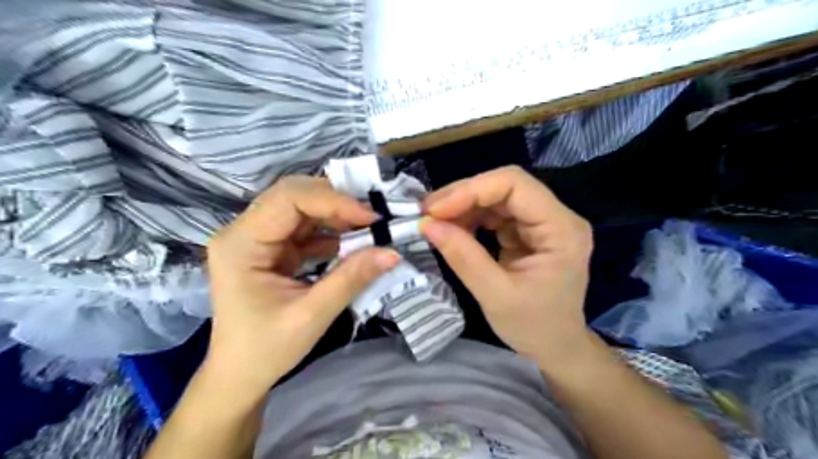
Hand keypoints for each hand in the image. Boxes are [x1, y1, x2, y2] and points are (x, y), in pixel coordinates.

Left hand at [206, 177, 401, 395]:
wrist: (240, 375)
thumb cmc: (266, 350)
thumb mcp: (312, 315)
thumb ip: (351, 279)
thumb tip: (392, 253)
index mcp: (240, 244)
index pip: (288, 200)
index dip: (333, 201)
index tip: (371, 218)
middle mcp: (243, 232)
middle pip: (293, 196)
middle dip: (336, 201)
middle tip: (372, 216)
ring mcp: (257, 238)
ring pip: (301, 207)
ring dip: (336, 214)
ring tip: (368, 227)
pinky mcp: (272, 248)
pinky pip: (304, 227)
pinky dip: (331, 230)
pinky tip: (352, 240)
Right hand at [422, 166, 595, 366]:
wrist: (556, 347)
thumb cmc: (534, 328)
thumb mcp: (495, 296)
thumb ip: (463, 257)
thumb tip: (427, 224)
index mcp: (561, 230)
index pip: (515, 185)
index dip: (472, 189)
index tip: (436, 209)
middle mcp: (556, 217)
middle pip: (505, 186)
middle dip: (463, 196)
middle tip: (427, 212)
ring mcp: (542, 222)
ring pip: (497, 196)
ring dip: (463, 205)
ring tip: (434, 221)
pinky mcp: (528, 230)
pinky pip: (495, 213)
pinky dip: (470, 217)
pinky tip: (452, 229)